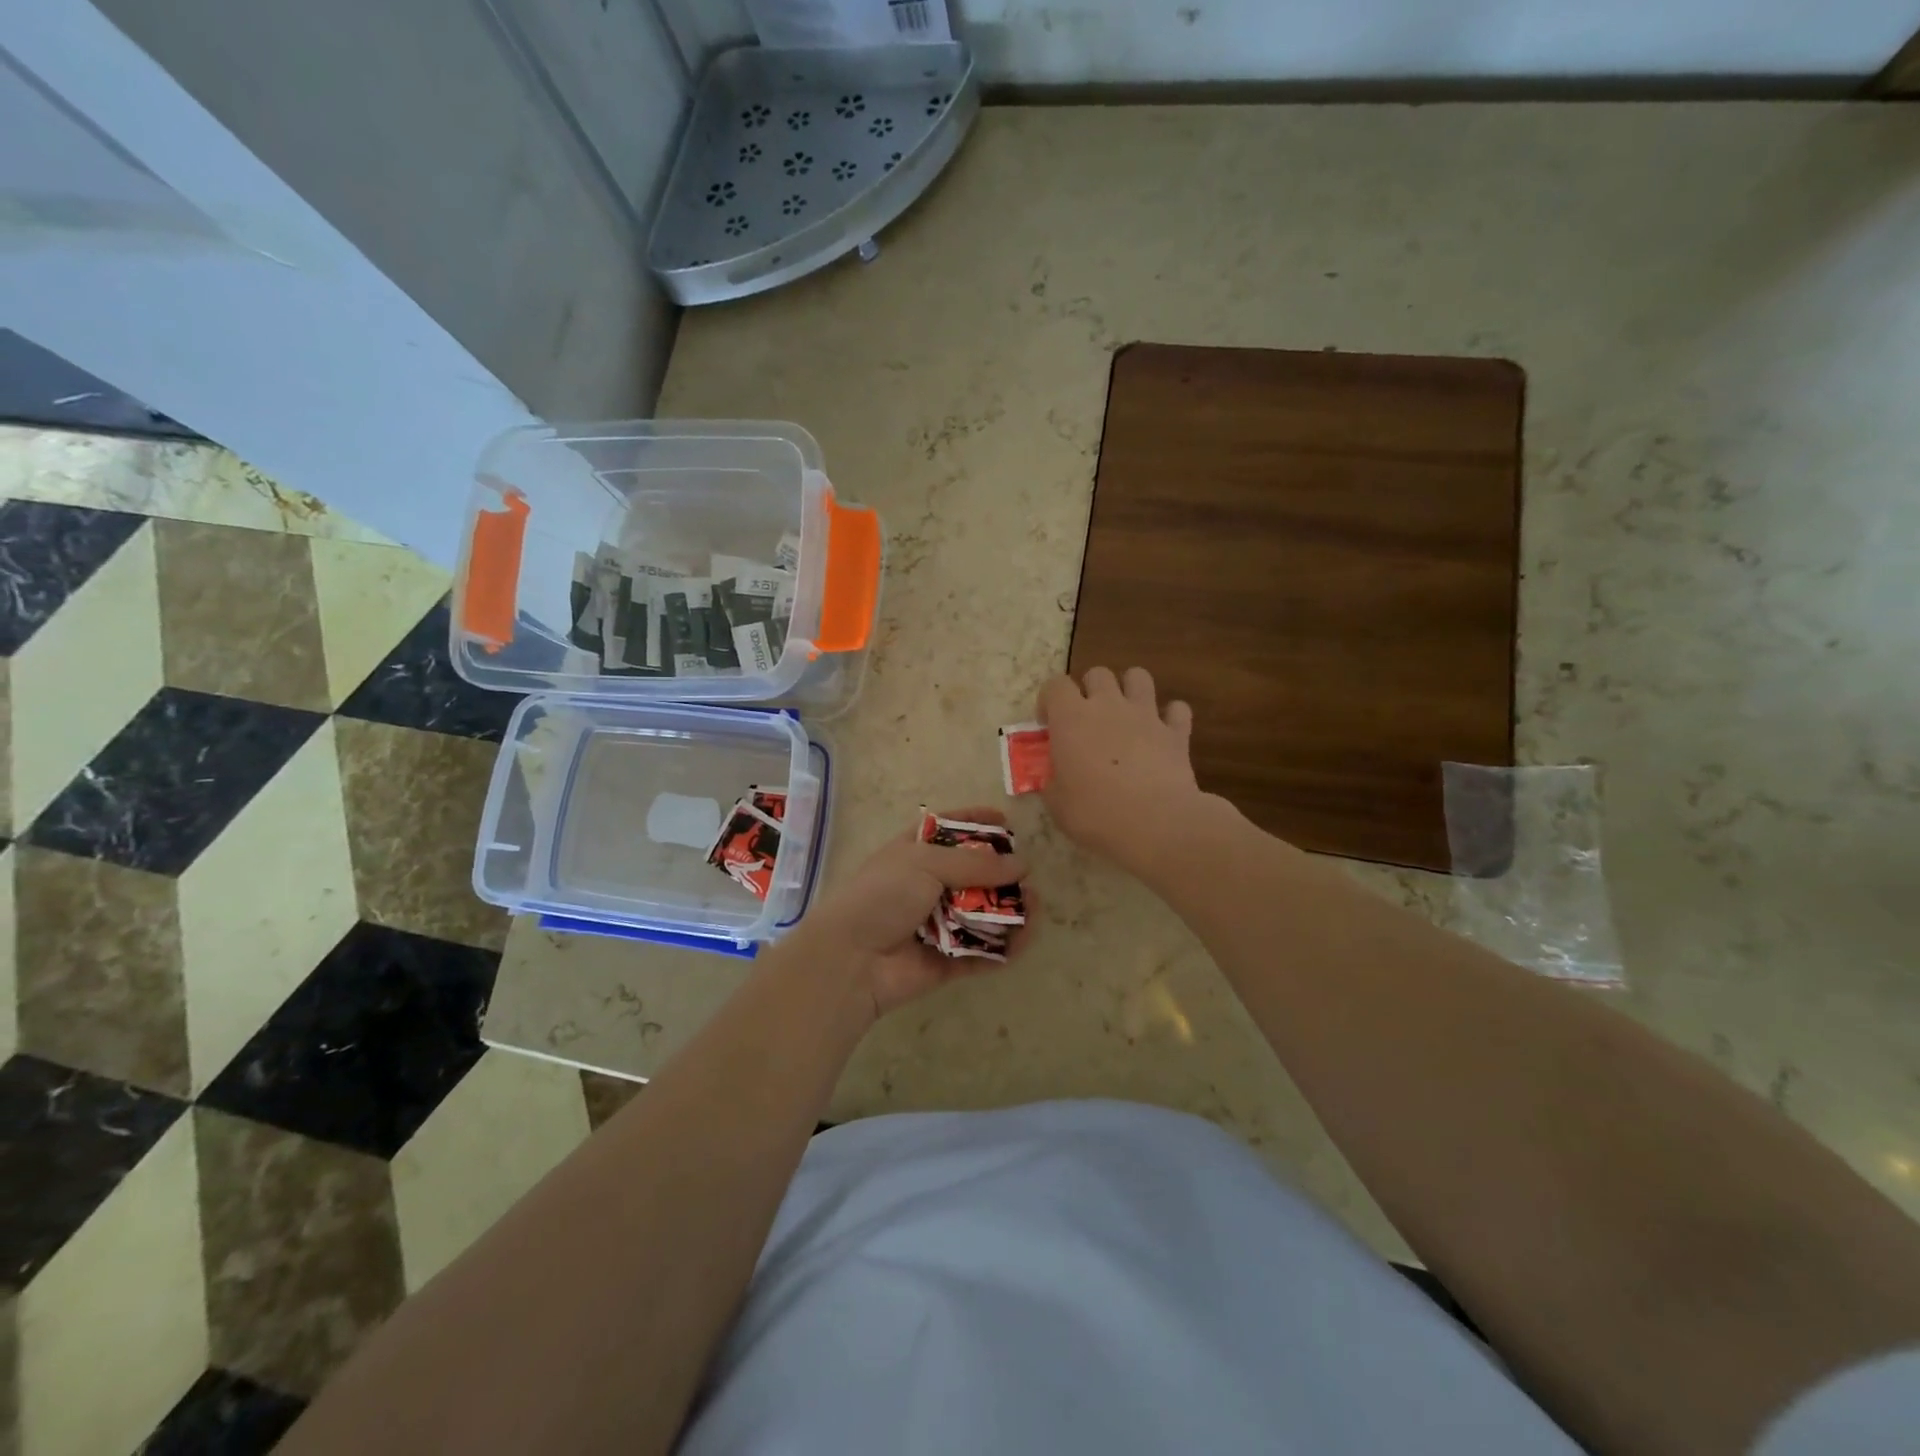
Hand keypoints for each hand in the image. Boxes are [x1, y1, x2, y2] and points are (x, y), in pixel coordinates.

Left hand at [791, 808, 1034, 1019]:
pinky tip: (1023, 939)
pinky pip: (982, 953)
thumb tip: (1021, 864)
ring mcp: (938, 924)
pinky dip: (1003, 948)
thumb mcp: (926, 862)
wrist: (852, 958)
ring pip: (983, 914)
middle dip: (1003, 873)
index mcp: (915, 853)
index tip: (1006, 820)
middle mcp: (928, 885)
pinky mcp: (947, 961)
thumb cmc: (883, 895)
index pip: (949, 829)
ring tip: (1034, 908)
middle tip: (1028, 875)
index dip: (976, 822)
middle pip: (974, 874)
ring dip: (1010, 910)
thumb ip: (976, 862)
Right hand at [1038, 667, 1209, 877]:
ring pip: (1138, 676)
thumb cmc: (1095, 813)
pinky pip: (1177, 709)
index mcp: (1071, 718)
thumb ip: (1053, 781)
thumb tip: (1054, 777)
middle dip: (1090, 689)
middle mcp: (1108, 705)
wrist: (1154, 823)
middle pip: (1097, 673)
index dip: (1049, 700)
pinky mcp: (1176, 732)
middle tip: (1088, 719)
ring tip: (1126, 714)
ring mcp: (1146, 714)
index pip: (1055, 685)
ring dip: (1130, 689)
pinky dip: (1171, 717)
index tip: (1048, 724)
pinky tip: (1164, 733)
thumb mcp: (1057, 803)